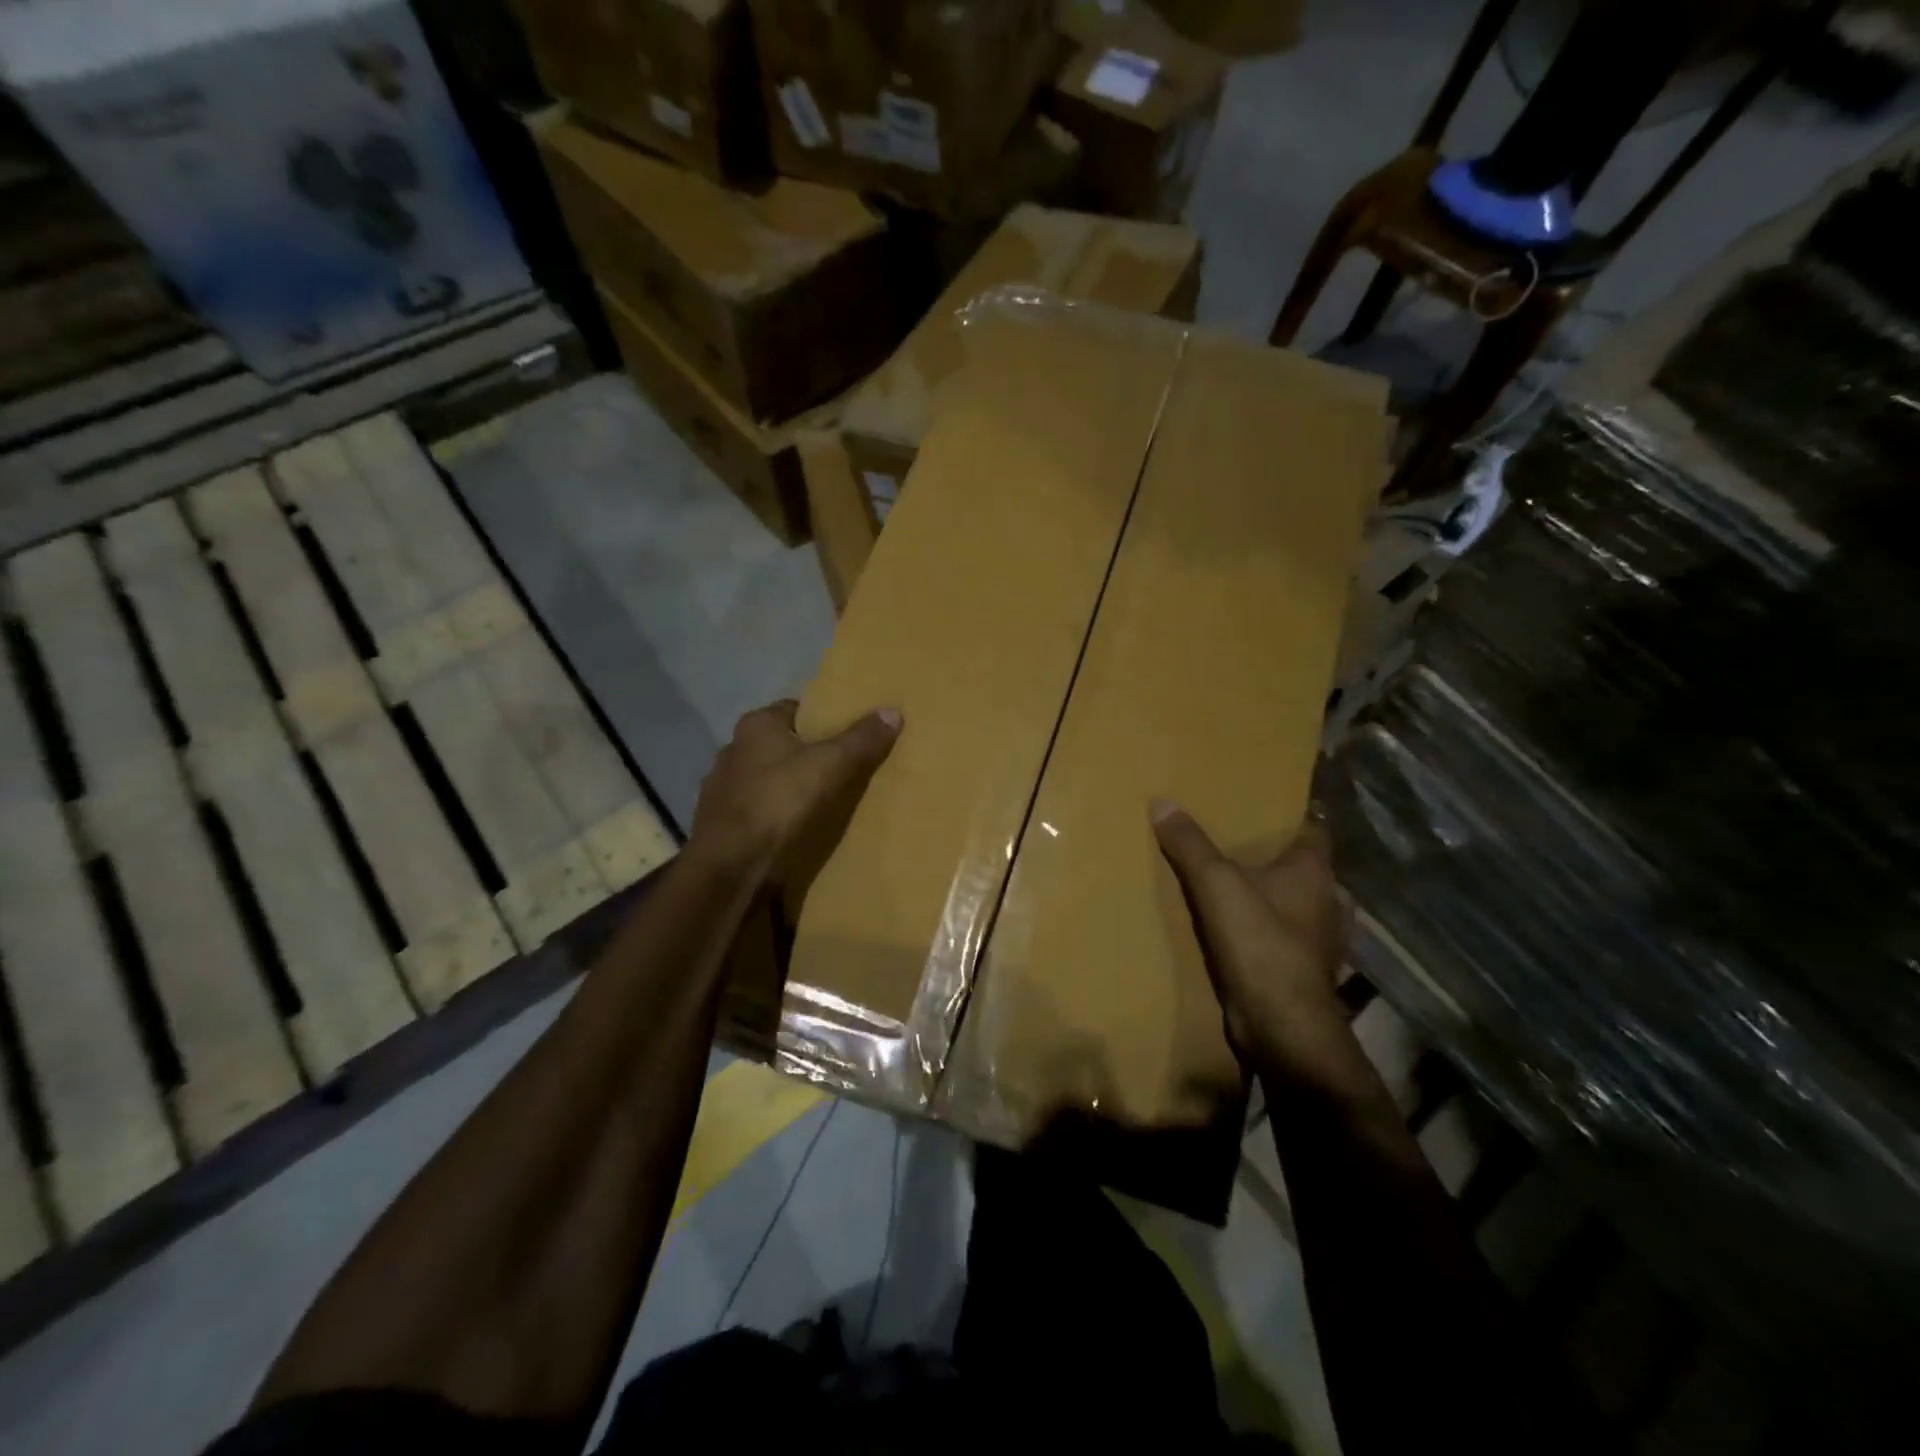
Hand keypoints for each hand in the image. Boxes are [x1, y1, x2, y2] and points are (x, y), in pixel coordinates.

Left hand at [689, 700, 901, 876]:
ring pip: (765, 779)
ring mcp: (721, 788)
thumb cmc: (779, 803)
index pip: (795, 710)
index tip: (848, 736)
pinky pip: (755, 810)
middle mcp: (732, 749)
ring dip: (787, 787)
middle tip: (842, 769)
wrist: (730, 866)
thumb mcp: (830, 766)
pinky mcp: (720, 823)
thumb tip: (893, 711)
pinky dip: (773, 815)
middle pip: (780, 745)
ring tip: (820, 802)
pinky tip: (792, 829)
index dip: (823, 720)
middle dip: (806, 755)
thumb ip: (861, 739)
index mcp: (756, 726)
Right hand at [1152, 801, 1361, 1094]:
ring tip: (1235, 885)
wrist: (1282, 1025)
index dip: (1293, 815)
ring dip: (1273, 897)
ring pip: (1296, 904)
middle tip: (1239, 842)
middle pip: (1304, 868)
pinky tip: (1240, 930)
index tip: (1266, 805)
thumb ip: (1190, 844)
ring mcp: (1319, 940)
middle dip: (1277, 856)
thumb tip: (1162, 801)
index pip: (1314, 830)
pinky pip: (1284, 937)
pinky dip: (1267, 930)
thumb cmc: (1260, 943)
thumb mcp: (1216, 884)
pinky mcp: (1302, 970)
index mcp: (1315, 872)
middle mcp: (1326, 901)